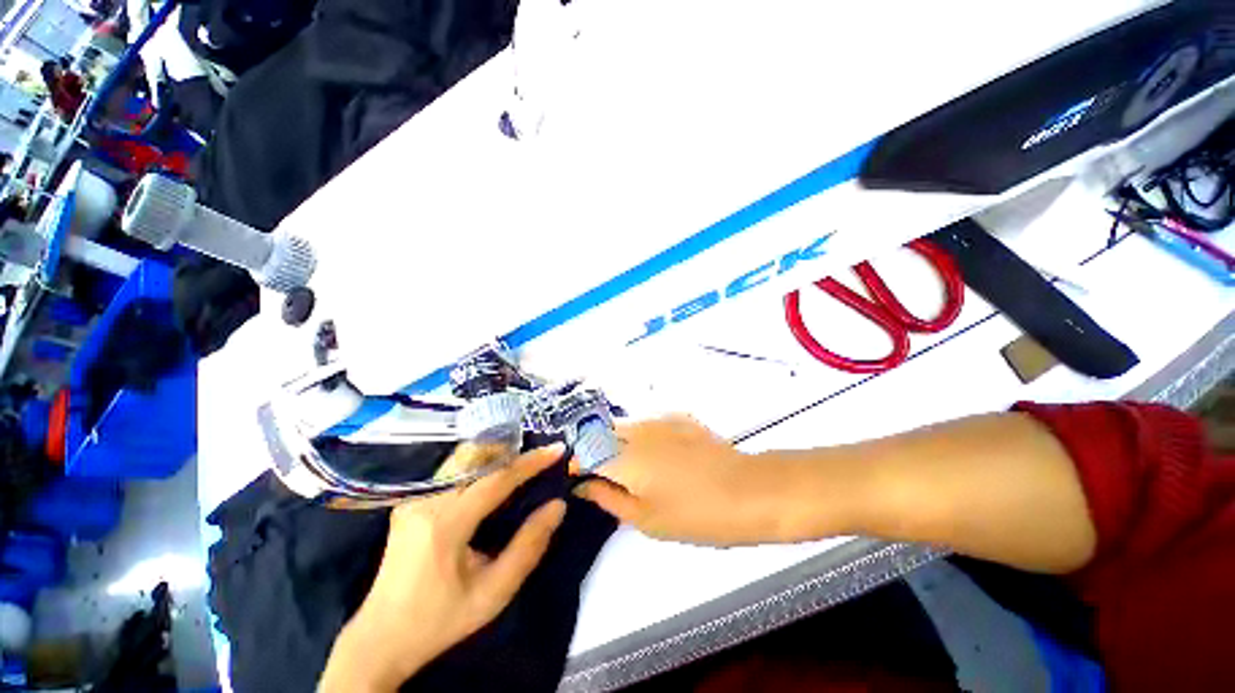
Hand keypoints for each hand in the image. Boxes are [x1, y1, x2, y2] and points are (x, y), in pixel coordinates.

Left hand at [320, 446, 566, 691]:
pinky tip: (494, 474)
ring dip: (496, 455)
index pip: (497, 479)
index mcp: (445, 524)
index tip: (558, 449)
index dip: (531, 462)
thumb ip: (529, 545)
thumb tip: (557, 505)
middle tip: (541, 453)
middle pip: (477, 458)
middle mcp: (426, 501)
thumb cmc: (441, 620)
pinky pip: (452, 471)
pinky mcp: (410, 501)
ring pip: (463, 459)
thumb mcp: (494, 592)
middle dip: (513, 450)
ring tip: (523, 461)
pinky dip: (479, 465)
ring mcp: (414, 498)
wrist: (380, 638)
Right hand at [575, 416, 793, 545]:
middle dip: (593, 449)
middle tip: (602, 474)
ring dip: (615, 440)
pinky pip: (646, 421)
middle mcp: (636, 431)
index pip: (586, 452)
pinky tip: (655, 453)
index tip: (578, 477)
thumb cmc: (695, 514)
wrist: (747, 490)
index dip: (577, 464)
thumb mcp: (646, 519)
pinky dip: (638, 434)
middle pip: (600, 432)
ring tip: (628, 465)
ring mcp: (658, 420)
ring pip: (623, 424)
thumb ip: (608, 497)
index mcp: (625, 459)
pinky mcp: (677, 417)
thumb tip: (584, 485)